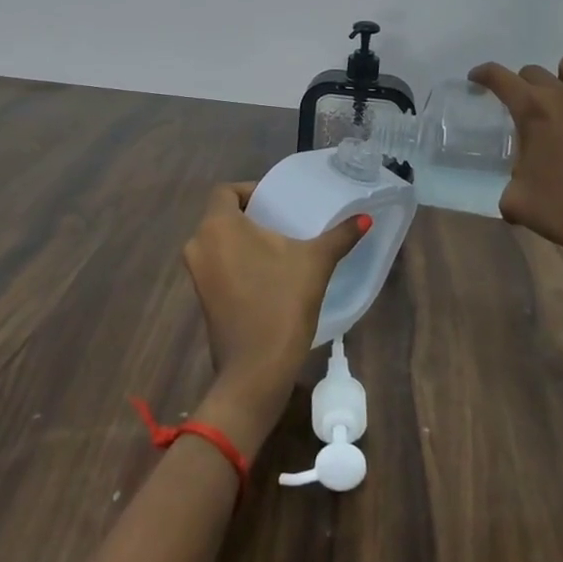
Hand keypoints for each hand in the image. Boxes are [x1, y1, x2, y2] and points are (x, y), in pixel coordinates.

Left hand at [182, 183, 370, 447]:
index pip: (227, 191)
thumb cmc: (282, 303)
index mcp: (219, 225)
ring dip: (244, 240)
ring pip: (219, 241)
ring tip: (279, 246)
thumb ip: (340, 235)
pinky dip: (237, 261)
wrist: (256, 370)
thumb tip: (365, 218)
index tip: (278, 202)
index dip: (251, 190)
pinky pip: (218, 264)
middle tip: (284, 222)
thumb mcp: (316, 262)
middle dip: (251, 216)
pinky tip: (267, 273)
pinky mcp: (201, 297)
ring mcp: (196, 273)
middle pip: (222, 216)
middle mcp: (199, 243)